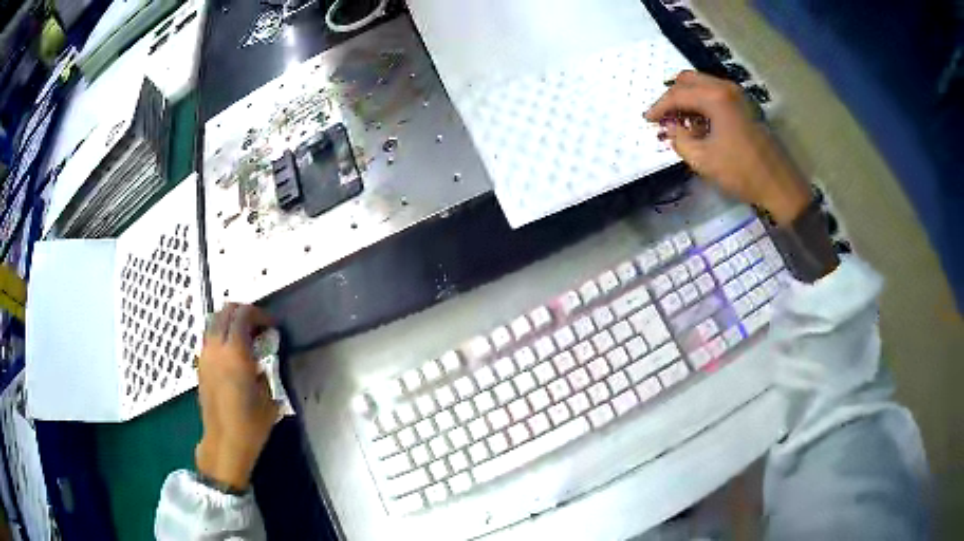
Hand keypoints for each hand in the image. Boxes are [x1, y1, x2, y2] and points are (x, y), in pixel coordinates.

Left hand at [195, 303, 277, 491]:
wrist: (224, 442)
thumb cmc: (251, 423)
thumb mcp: (269, 395)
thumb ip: (265, 368)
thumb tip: (261, 357)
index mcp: (235, 352)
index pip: (243, 314)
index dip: (260, 314)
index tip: (272, 325)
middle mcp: (216, 347)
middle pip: (225, 311)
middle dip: (243, 312)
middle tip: (259, 326)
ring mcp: (205, 355)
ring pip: (214, 322)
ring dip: (230, 322)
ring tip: (245, 338)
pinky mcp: (200, 366)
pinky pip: (209, 338)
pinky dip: (221, 335)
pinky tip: (233, 353)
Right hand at [645, 71, 811, 224]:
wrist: (779, 184)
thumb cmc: (741, 172)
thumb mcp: (703, 160)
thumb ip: (680, 140)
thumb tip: (672, 129)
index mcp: (715, 98)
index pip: (678, 94)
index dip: (659, 107)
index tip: (647, 120)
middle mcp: (726, 88)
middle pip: (689, 80)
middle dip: (672, 97)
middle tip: (664, 117)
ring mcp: (738, 95)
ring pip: (703, 85)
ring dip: (688, 99)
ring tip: (680, 123)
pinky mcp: (745, 105)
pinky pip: (716, 94)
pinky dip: (703, 104)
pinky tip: (700, 125)